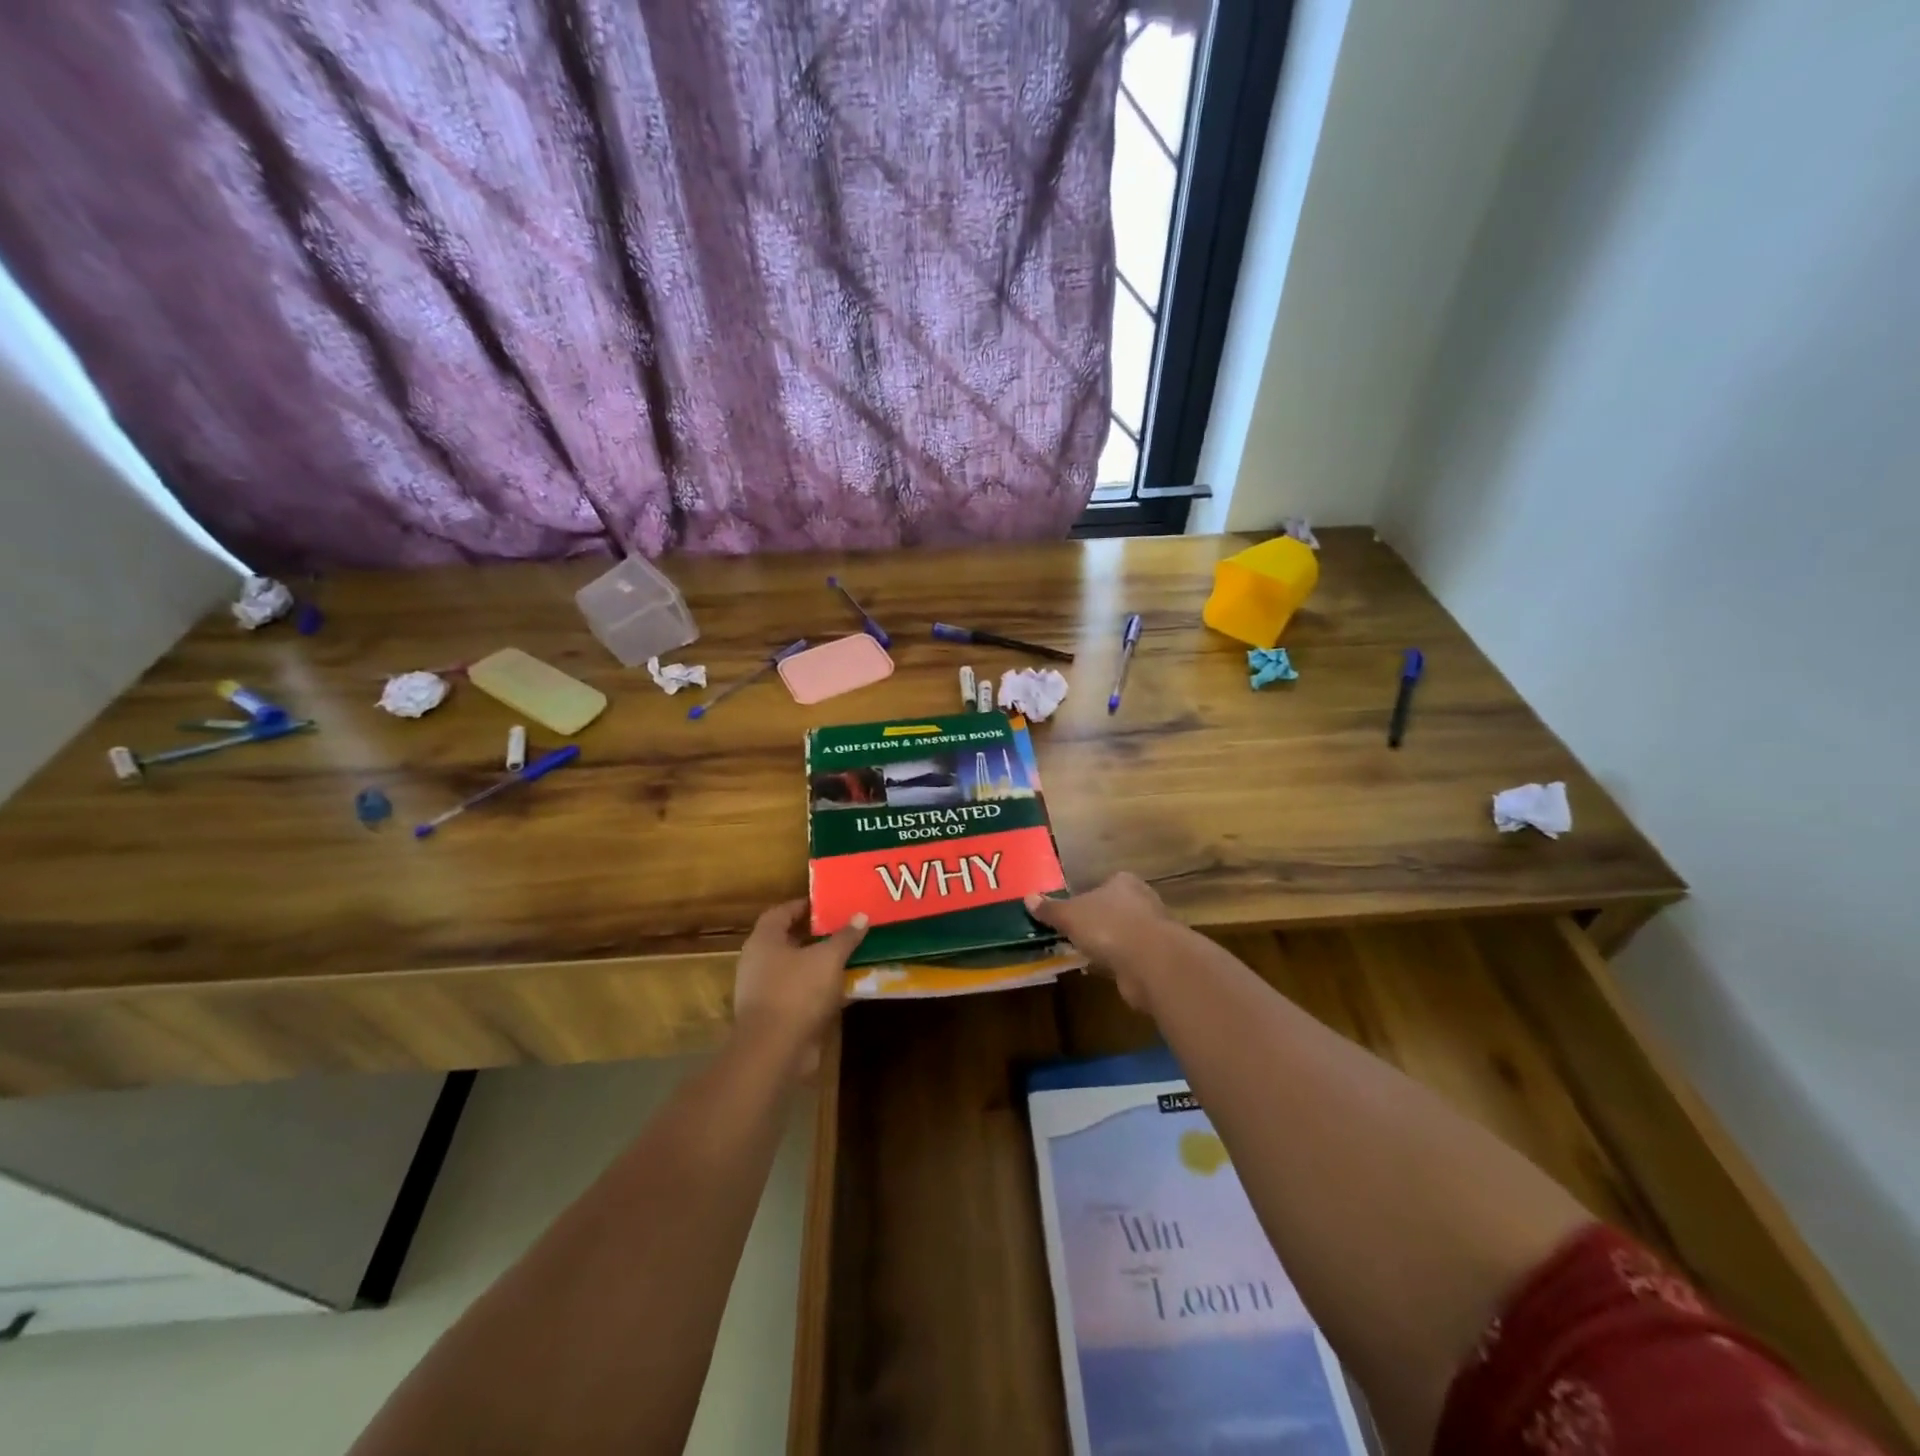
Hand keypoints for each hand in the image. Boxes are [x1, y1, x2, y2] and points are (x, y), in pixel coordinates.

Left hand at [732, 900, 867, 1065]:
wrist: (773, 1051)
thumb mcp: (828, 959)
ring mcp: (764, 992)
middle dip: (815, 937)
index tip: (826, 905)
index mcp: (764, 941)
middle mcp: (758, 963)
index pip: (780, 913)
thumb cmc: (797, 992)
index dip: (802, 906)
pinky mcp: (775, 1017)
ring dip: (821, 966)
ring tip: (850, 958)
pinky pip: (801, 996)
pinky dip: (821, 992)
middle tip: (843, 929)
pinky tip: (847, 991)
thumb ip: (845, 937)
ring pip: (797, 971)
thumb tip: (860, 916)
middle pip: (788, 942)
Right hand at [1025, 873, 1182, 1014]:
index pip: (1104, 884)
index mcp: (1123, 882)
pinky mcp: (1156, 958)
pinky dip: (1116, 963)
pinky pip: (1129, 957)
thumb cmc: (1108, 927)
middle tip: (1074, 934)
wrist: (1151, 962)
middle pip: (1114, 908)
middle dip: (1097, 921)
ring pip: (1123, 934)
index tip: (1072, 912)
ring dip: (1107, 944)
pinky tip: (1101, 971)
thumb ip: (1051, 909)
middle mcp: (1142, 900)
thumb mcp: (1070, 915)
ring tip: (1084, 954)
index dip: (1087, 896)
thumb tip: (1028, 897)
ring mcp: (1152, 930)